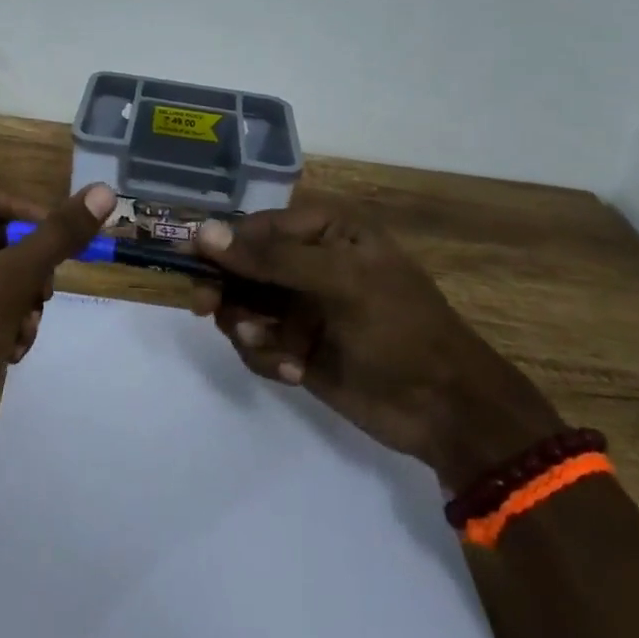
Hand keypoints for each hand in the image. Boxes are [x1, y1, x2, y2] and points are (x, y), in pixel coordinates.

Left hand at [0, 180, 114, 426]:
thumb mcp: (10, 281)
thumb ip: (57, 236)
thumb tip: (105, 191)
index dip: (25, 213)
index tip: (57, 240)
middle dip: (27, 269)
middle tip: (45, 292)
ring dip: (22, 300)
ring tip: (25, 327)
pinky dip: (7, 321)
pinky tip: (14, 349)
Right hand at [193, 205, 562, 490]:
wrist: (446, 410)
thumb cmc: (399, 328)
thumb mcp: (340, 282)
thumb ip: (270, 259)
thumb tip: (203, 233)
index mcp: (325, 232)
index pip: (257, 227)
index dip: (223, 243)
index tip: (192, 261)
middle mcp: (308, 263)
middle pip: (241, 267)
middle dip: (229, 291)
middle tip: (207, 309)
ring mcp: (300, 307)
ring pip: (242, 307)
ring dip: (249, 329)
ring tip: (273, 349)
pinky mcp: (295, 347)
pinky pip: (256, 343)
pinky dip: (267, 356)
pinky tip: (294, 370)